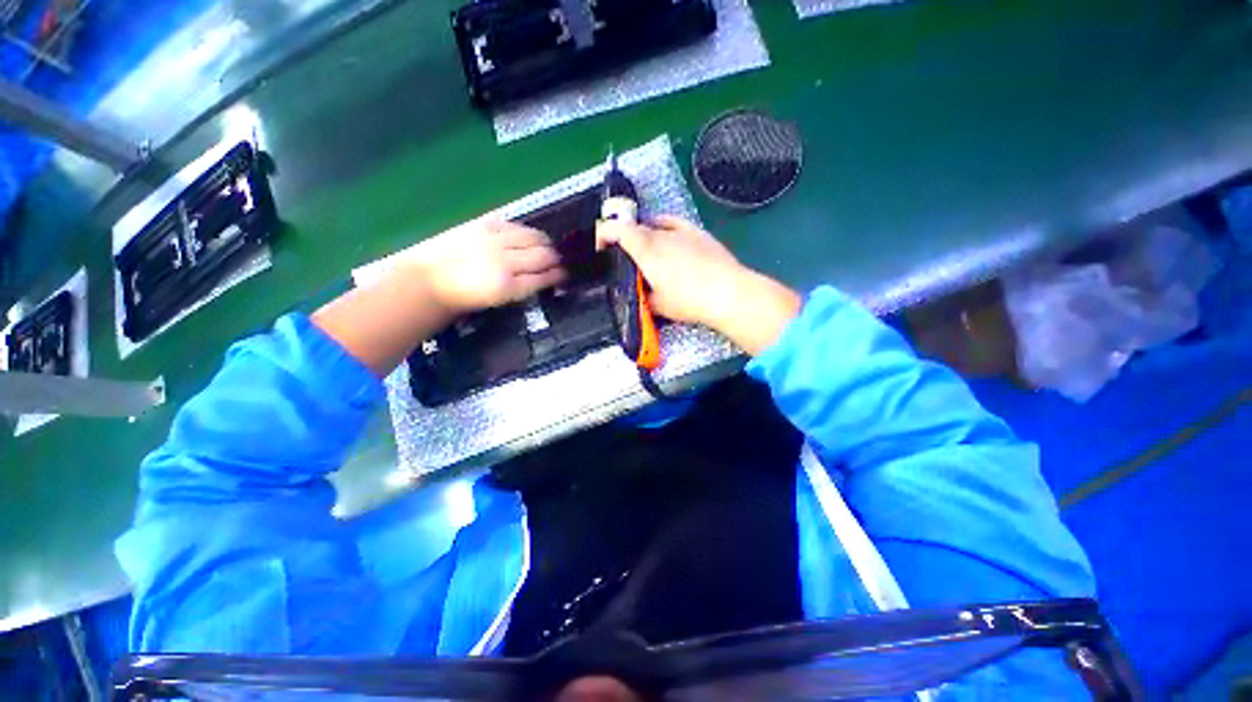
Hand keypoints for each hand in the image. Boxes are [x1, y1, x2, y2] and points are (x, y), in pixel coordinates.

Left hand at [407, 213, 566, 314]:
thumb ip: (523, 288)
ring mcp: (493, 241)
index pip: (543, 278)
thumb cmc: (465, 297)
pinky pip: (514, 225)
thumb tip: (544, 277)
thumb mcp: (498, 300)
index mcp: (507, 287)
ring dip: (545, 242)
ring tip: (547, 246)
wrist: (430, 280)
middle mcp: (504, 262)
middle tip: (558, 261)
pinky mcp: (482, 225)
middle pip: (543, 256)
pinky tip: (527, 236)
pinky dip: (526, 231)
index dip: (558, 276)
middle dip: (556, 259)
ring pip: (533, 237)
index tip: (564, 275)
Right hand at [597, 216, 800, 354]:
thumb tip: (642, 293)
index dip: (603, 234)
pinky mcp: (698, 233)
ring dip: (644, 235)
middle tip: (623, 256)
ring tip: (645, 250)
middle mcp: (660, 234)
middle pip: (634, 228)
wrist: (727, 293)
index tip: (601, 247)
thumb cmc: (688, 300)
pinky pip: (674, 223)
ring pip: (654, 225)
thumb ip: (644, 296)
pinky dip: (664, 228)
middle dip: (623, 238)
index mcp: (645, 249)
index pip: (615, 230)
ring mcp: (681, 231)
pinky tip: (668, 236)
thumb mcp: (658, 304)